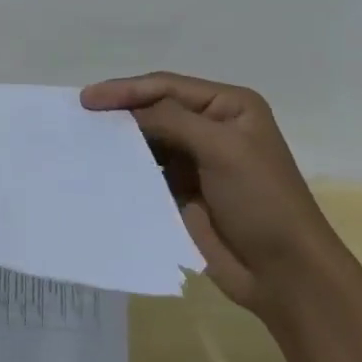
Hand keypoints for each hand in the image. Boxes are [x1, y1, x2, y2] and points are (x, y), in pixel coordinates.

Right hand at [80, 72, 348, 313]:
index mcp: (228, 106)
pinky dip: (124, 168)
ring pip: (146, 140)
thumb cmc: (262, 200)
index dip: (126, 90)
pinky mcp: (181, 191)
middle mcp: (210, 127)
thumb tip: (123, 112)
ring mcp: (195, 160)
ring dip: (118, 140)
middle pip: (154, 109)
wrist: (284, 273)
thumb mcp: (222, 149)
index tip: (87, 99)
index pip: (167, 87)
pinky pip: (145, 171)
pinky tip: (99, 168)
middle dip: (119, 112)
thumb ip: (171, 121)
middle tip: (78, 118)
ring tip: (81, 140)